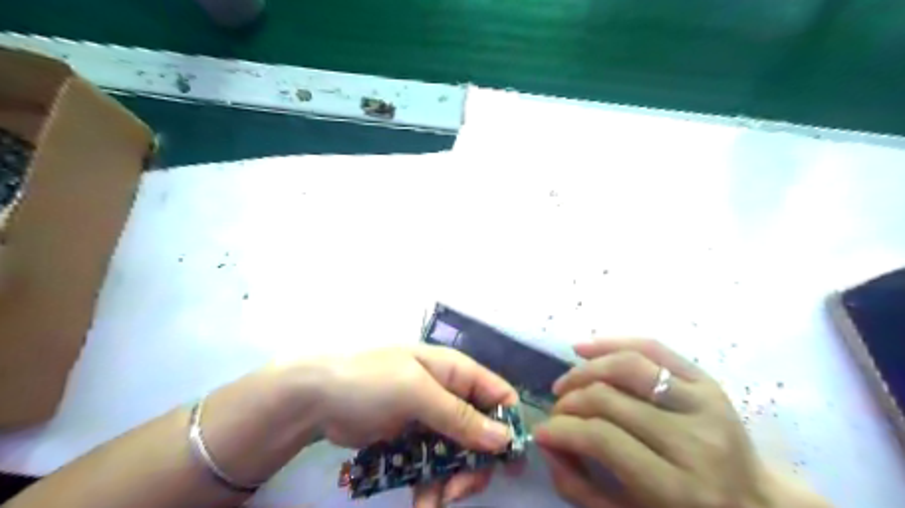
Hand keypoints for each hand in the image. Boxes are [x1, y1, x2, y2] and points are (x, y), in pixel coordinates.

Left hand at [316, 347, 515, 505]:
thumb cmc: (369, 383)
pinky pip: (434, 464)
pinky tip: (421, 503)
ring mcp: (430, 418)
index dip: (508, 426)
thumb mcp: (416, 392)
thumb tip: (504, 438)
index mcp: (455, 372)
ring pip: (459, 453)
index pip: (498, 394)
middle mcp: (448, 394)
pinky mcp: (413, 439)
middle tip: (457, 491)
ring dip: (452, 481)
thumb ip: (459, 416)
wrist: (316, 399)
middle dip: (475, 464)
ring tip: (432, 503)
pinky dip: (431, 484)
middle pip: (482, 432)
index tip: (507, 464)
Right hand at [532, 339, 773, 507]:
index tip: (542, 432)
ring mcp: (706, 404)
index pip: (602, 439)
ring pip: (628, 366)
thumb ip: (579, 488)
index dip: (562, 430)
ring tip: (566, 383)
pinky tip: (584, 349)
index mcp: (679, 489)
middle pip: (610, 399)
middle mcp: (696, 441)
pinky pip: (653, 348)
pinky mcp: (708, 381)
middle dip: (569, 402)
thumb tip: (546, 441)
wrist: (756, 505)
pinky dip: (613, 343)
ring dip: (586, 370)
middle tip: (556, 411)